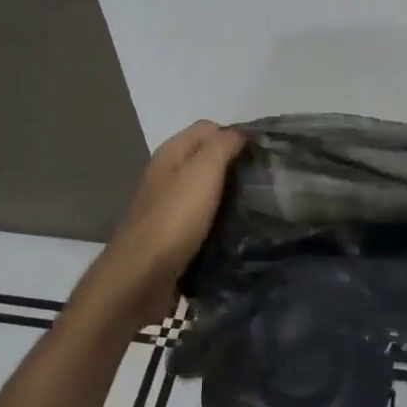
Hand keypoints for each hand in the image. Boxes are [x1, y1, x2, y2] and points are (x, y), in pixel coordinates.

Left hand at [78, 120, 246, 328]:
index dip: (236, 135)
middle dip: (235, 164)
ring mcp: (167, 207)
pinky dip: (219, 220)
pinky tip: (237, 230)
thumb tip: (242, 133)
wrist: (140, 278)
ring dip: (229, 194)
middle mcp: (167, 175)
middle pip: (206, 158)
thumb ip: (223, 146)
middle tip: (265, 179)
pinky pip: (202, 218)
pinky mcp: (171, 236)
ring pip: (205, 189)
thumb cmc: (174, 219)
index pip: (208, 128)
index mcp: (171, 154)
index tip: (263, 153)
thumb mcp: (203, 172)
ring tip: (258, 204)